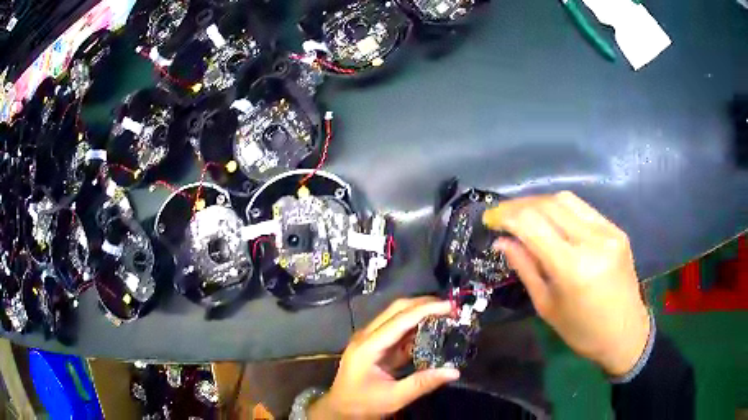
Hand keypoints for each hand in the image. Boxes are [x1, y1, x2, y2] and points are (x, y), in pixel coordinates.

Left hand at [308, 297, 459, 418]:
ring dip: (420, 313)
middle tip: (451, 308)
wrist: (340, 410)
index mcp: (368, 346)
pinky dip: (415, 328)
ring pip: (397, 317)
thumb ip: (422, 383)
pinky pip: (397, 331)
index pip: (400, 320)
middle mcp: (367, 336)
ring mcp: (370, 340)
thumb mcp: (393, 398)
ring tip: (446, 316)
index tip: (450, 306)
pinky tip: (432, 331)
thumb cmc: (362, 404)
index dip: (426, 309)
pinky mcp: (375, 347)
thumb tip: (454, 372)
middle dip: (424, 304)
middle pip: (397, 310)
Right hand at [483, 191, 649, 375]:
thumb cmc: (581, 331)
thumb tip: (502, 241)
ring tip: (524, 215)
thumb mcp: (547, 305)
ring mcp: (608, 232)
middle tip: (502, 214)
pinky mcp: (616, 229)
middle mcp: (592, 241)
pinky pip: (583, 209)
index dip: (506, 215)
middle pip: (548, 204)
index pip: (532, 224)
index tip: (489, 219)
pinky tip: (552, 221)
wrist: (624, 333)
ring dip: (539, 203)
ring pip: (566, 200)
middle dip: (519, 205)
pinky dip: (561, 210)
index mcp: (572, 268)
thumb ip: (525, 267)